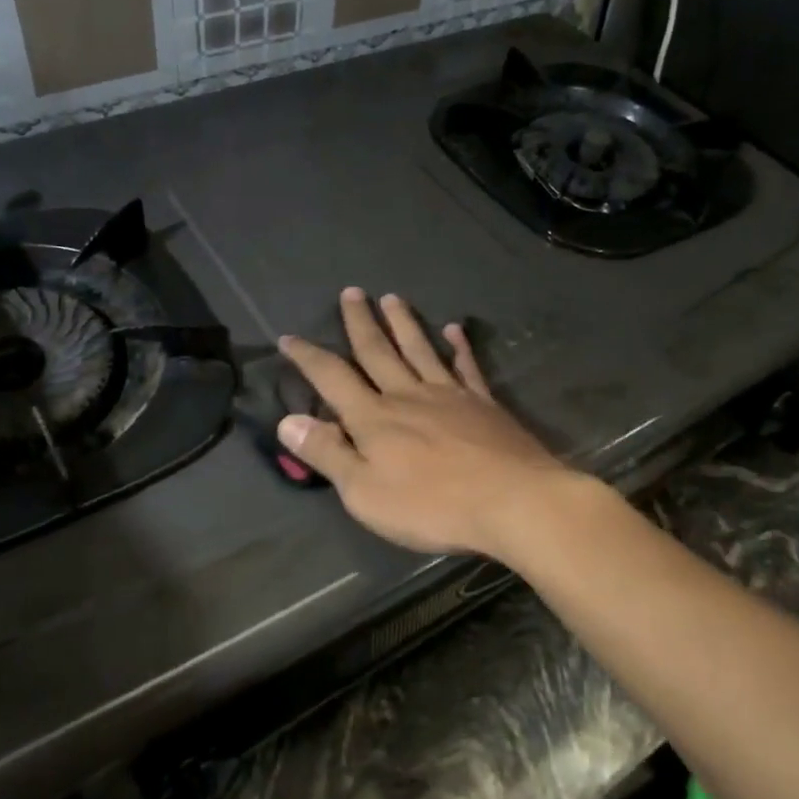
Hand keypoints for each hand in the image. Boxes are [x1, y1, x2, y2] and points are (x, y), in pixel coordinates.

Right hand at [277, 287, 584, 558]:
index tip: (289, 337)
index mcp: (374, 418)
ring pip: (419, 349)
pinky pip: (466, 367)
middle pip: (378, 351)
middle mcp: (407, 396)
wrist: (511, 501)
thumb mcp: (364, 492)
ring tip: (392, 297)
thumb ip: (327, 453)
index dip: (308, 357)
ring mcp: (449, 395)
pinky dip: (459, 346)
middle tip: (351, 292)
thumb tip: (287, 420)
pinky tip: (455, 329)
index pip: (332, 378)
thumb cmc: (431, 506)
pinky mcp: (483, 404)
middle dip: (360, 322)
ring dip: (403, 323)